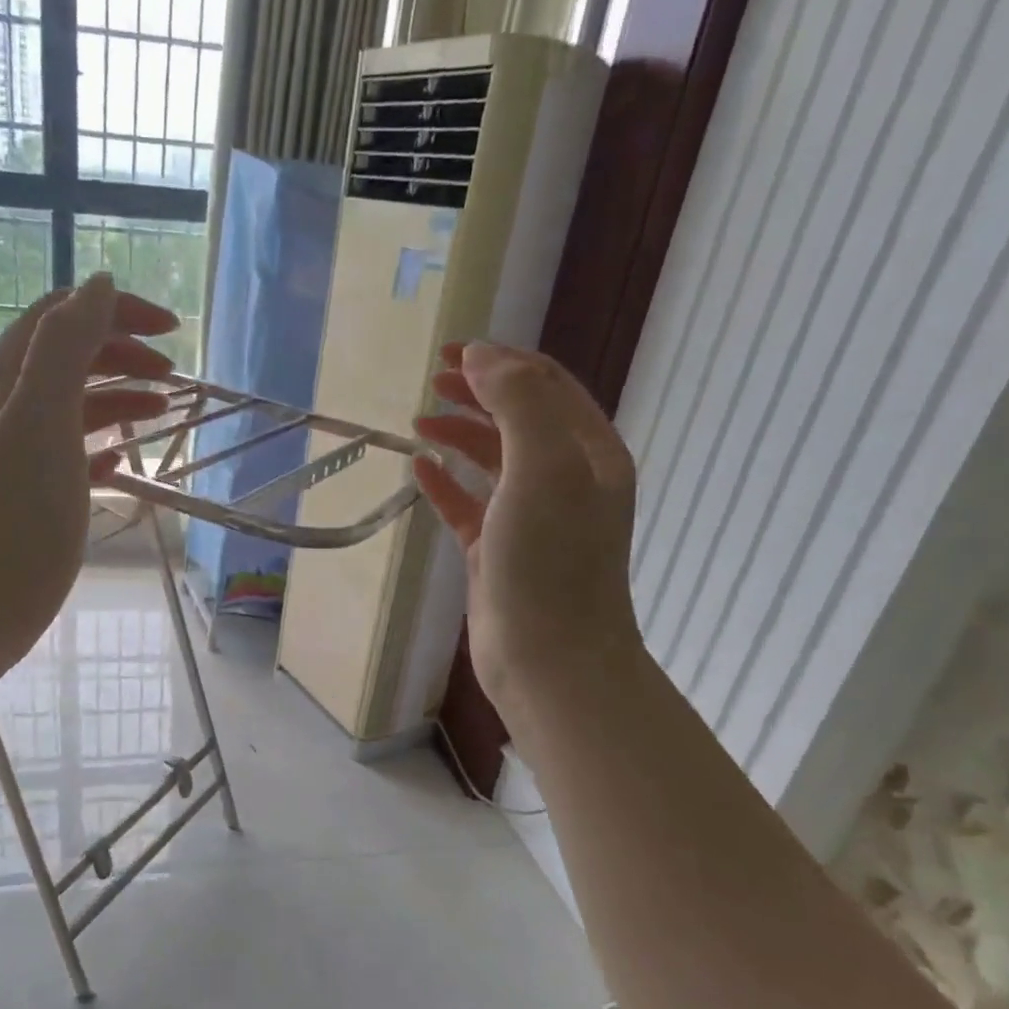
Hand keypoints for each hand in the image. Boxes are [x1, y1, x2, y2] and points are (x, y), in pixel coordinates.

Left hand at [0, 274, 174, 697]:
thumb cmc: (15, 518)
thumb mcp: (43, 420)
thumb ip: (68, 347)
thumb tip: (99, 284)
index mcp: (6, 381)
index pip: (62, 317)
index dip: (116, 312)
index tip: (172, 331)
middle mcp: (6, 408)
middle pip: (69, 358)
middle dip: (123, 354)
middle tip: (174, 377)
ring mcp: (16, 455)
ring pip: (73, 407)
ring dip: (119, 399)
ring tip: (163, 413)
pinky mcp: (28, 497)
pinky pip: (71, 455)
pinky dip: (102, 447)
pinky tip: (125, 461)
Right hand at [412, 342, 641, 709]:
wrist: (549, 658)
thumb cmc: (551, 561)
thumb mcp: (544, 467)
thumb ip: (517, 402)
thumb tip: (481, 357)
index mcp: (589, 452)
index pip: (546, 386)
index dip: (501, 361)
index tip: (451, 350)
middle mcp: (565, 479)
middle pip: (518, 417)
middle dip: (478, 392)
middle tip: (433, 379)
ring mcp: (530, 518)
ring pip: (492, 460)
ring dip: (459, 434)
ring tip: (419, 421)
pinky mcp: (498, 551)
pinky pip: (469, 504)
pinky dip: (446, 483)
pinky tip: (419, 469)